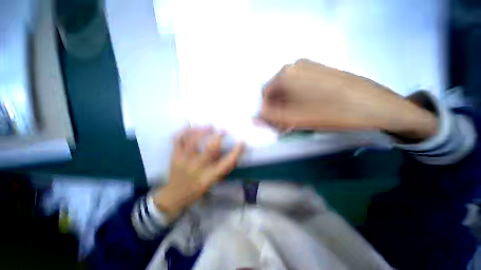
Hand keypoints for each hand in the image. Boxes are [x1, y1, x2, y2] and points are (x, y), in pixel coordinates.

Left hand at [152, 127, 243, 219]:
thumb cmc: (198, 188)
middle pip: (210, 148)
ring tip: (209, 126)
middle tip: (223, 130)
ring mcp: (184, 160)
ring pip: (193, 140)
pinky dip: (184, 130)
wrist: (175, 195)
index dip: (237, 151)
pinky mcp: (174, 155)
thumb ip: (223, 167)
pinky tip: (191, 127)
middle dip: (218, 136)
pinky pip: (177, 139)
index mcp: (209, 176)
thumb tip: (232, 151)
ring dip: (203, 131)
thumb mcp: (213, 181)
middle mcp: (197, 167)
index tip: (242, 142)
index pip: (227, 163)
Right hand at [260, 59, 436, 139]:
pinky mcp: (321, 72)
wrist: (375, 107)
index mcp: (286, 73)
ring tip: (294, 122)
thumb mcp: (293, 118)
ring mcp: (310, 67)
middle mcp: (295, 66)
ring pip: (288, 91)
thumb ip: (269, 117)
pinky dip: (297, 101)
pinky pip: (300, 88)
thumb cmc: (330, 112)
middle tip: (283, 126)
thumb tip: (254, 118)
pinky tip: (305, 112)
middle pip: (277, 92)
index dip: (266, 112)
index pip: (265, 95)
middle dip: (277, 110)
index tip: (272, 125)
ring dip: (286, 107)